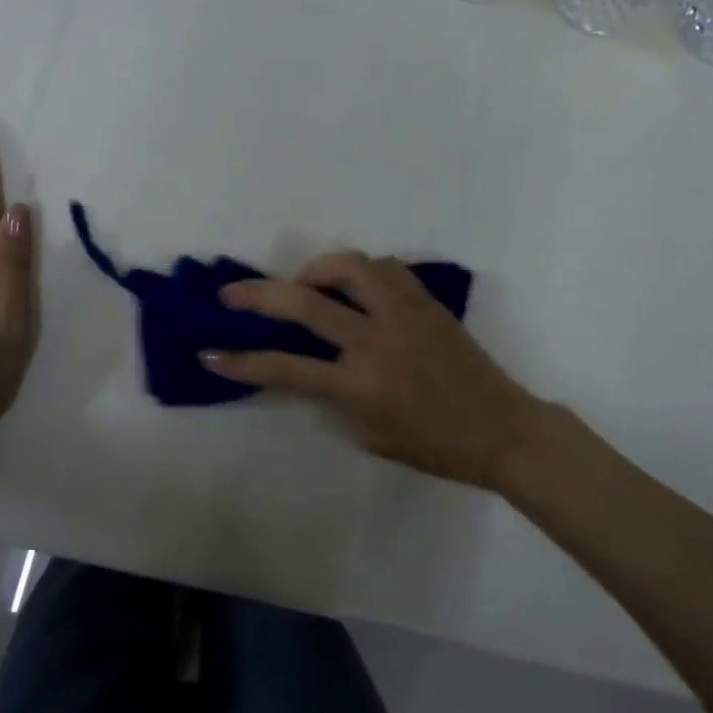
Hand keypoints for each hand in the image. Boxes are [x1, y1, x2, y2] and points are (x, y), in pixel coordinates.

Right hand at [203, 253, 546, 489]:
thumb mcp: (371, 434)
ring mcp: (403, 314)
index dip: (241, 362)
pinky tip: (351, 283)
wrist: (501, 429)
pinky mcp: (425, 301)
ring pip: (349, 267)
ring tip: (303, 281)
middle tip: (232, 293)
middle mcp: (375, 341)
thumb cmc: (435, 445)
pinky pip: (385, 269)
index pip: (285, 368)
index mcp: (359, 385)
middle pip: (304, 304)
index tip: (211, 353)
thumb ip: (334, 399)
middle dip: (258, 295)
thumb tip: (310, 369)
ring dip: (314, 268)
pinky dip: (358, 270)